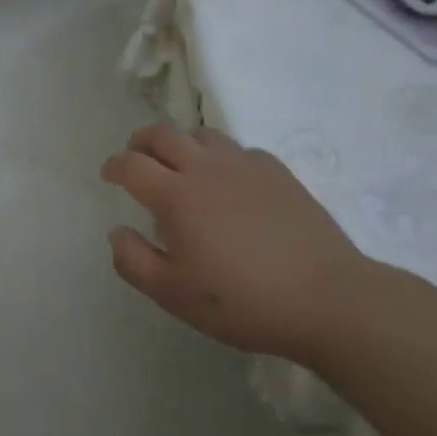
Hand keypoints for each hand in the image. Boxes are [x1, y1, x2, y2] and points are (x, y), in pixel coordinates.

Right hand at [100, 123, 368, 363]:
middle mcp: (205, 168)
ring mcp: (245, 165)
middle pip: (162, 134)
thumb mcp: (174, 294)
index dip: (114, 166)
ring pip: (201, 134)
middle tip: (136, 158)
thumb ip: (134, 261)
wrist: (328, 298)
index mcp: (176, 196)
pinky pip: (238, 149)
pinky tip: (228, 182)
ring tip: (180, 165)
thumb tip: (116, 231)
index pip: (131, 165)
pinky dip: (220, 157)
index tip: (109, 175)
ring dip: (181, 143)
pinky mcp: (277, 171)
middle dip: (141, 142)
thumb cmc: (243, 301)